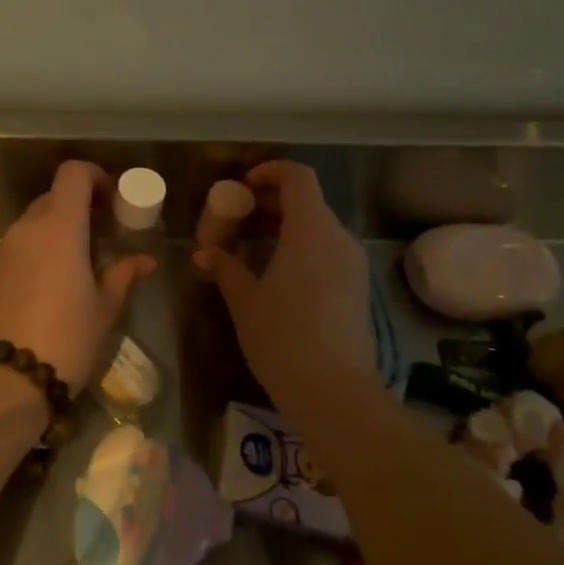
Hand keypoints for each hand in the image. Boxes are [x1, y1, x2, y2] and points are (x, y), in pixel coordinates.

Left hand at [0, 161, 154, 387]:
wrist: (4, 377)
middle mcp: (28, 227)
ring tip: (82, 262)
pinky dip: (40, 249)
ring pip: (35, 221)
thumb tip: (145, 260)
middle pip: (54, 196)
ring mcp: (5, 248)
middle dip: (81, 207)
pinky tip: (55, 282)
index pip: (73, 173)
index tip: (114, 201)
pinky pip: (21, 244)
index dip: (95, 177)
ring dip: (60, 229)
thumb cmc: (66, 338)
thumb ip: (123, 274)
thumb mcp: (104, 308)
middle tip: (104, 235)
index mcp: (60, 226)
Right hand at [195, 161, 372, 406]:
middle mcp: (338, 238)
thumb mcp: (245, 300)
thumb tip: (207, 252)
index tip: (241, 187)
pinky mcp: (356, 289)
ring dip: (283, 229)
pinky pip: (326, 253)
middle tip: (235, 221)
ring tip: (249, 251)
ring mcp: (352, 265)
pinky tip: (273, 277)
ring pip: (317, 229)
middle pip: (307, 202)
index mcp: (311, 230)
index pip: (298, 178)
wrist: (334, 392)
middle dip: (269, 204)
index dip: (270, 172)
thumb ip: (226, 267)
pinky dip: (299, 250)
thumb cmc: (283, 337)